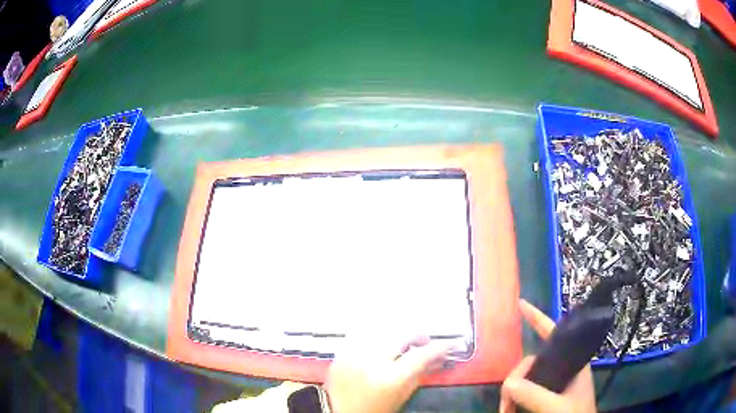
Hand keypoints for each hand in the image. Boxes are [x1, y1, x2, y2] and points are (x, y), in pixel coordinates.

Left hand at [325, 336, 451, 412]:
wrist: (337, 411)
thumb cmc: (373, 409)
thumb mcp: (400, 397)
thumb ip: (419, 375)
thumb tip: (438, 359)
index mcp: (389, 378)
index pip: (421, 355)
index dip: (439, 348)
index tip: (447, 345)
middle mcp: (371, 361)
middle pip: (402, 334)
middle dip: (418, 335)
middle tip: (424, 341)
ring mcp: (353, 353)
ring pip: (382, 328)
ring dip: (397, 331)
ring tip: (403, 339)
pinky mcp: (341, 350)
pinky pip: (363, 331)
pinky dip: (377, 331)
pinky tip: (382, 338)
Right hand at [499, 299, 595, 412]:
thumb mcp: (557, 407)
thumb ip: (536, 395)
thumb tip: (508, 382)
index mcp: (573, 363)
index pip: (555, 334)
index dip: (538, 318)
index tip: (521, 305)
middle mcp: (562, 369)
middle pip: (531, 362)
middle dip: (515, 380)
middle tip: (506, 405)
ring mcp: (553, 383)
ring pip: (525, 378)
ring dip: (512, 393)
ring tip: (506, 410)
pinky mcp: (545, 396)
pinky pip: (524, 391)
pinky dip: (514, 399)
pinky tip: (509, 408)